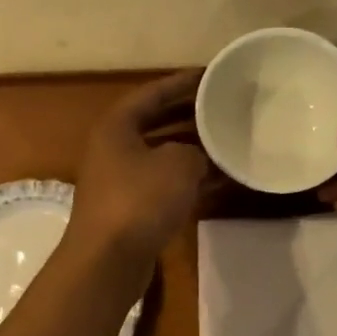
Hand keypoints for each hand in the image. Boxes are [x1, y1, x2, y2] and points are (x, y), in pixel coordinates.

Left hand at [68, 70, 211, 267]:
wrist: (108, 260)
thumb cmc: (140, 200)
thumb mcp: (178, 164)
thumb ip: (195, 151)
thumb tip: (198, 158)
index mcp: (117, 126)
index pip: (152, 93)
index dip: (182, 82)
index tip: (211, 75)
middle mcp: (114, 148)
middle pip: (157, 122)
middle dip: (189, 115)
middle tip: (223, 106)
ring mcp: (120, 180)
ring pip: (162, 155)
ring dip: (192, 149)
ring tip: (228, 141)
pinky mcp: (130, 208)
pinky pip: (164, 183)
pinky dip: (189, 180)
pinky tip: (219, 180)